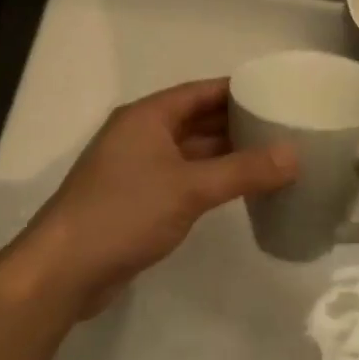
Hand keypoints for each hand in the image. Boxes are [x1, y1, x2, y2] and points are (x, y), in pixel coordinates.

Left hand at [10, 80, 296, 318]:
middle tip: (284, 125)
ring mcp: (137, 169)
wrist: (64, 270)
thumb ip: (244, 171)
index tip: (277, 92)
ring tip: (272, 155)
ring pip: (191, 151)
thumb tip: (294, 155)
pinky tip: (239, 188)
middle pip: (197, 119)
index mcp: (147, 117)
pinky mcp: (138, 200)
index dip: (237, 89)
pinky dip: (211, 179)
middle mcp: (141, 135)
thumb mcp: (190, 188)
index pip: (201, 91)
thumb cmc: (124, 213)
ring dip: (226, 153)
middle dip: (237, 122)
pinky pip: (183, 178)